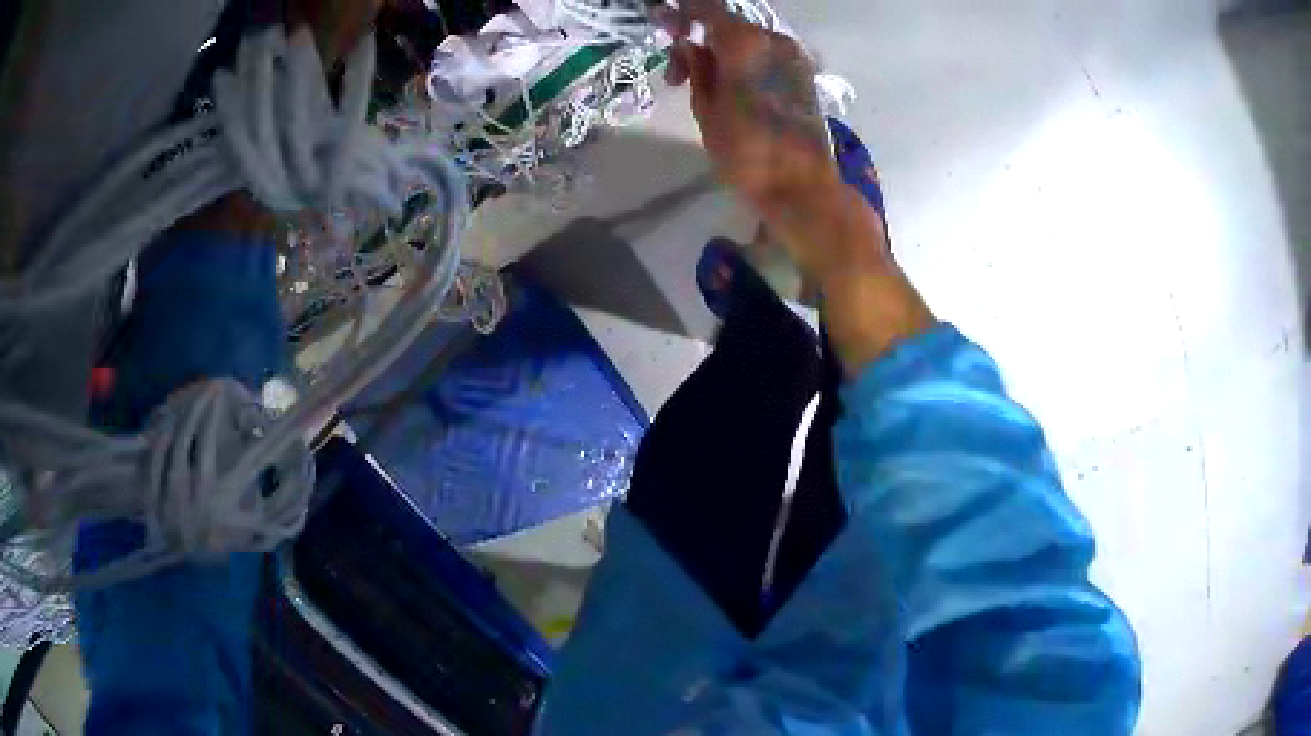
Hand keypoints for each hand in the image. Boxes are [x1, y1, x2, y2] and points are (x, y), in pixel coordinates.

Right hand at [658, 0, 884, 281]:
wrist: (802, 187)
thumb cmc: (748, 154)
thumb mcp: (707, 110)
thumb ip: (696, 68)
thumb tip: (687, 43)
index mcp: (745, 44)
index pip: (706, 9)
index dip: (680, 13)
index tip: (660, 21)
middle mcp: (774, 39)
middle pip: (727, 24)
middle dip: (699, 41)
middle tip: (677, 76)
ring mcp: (794, 55)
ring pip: (747, 39)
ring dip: (720, 53)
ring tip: (703, 87)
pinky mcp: (804, 73)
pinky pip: (765, 54)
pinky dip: (743, 61)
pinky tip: (731, 88)